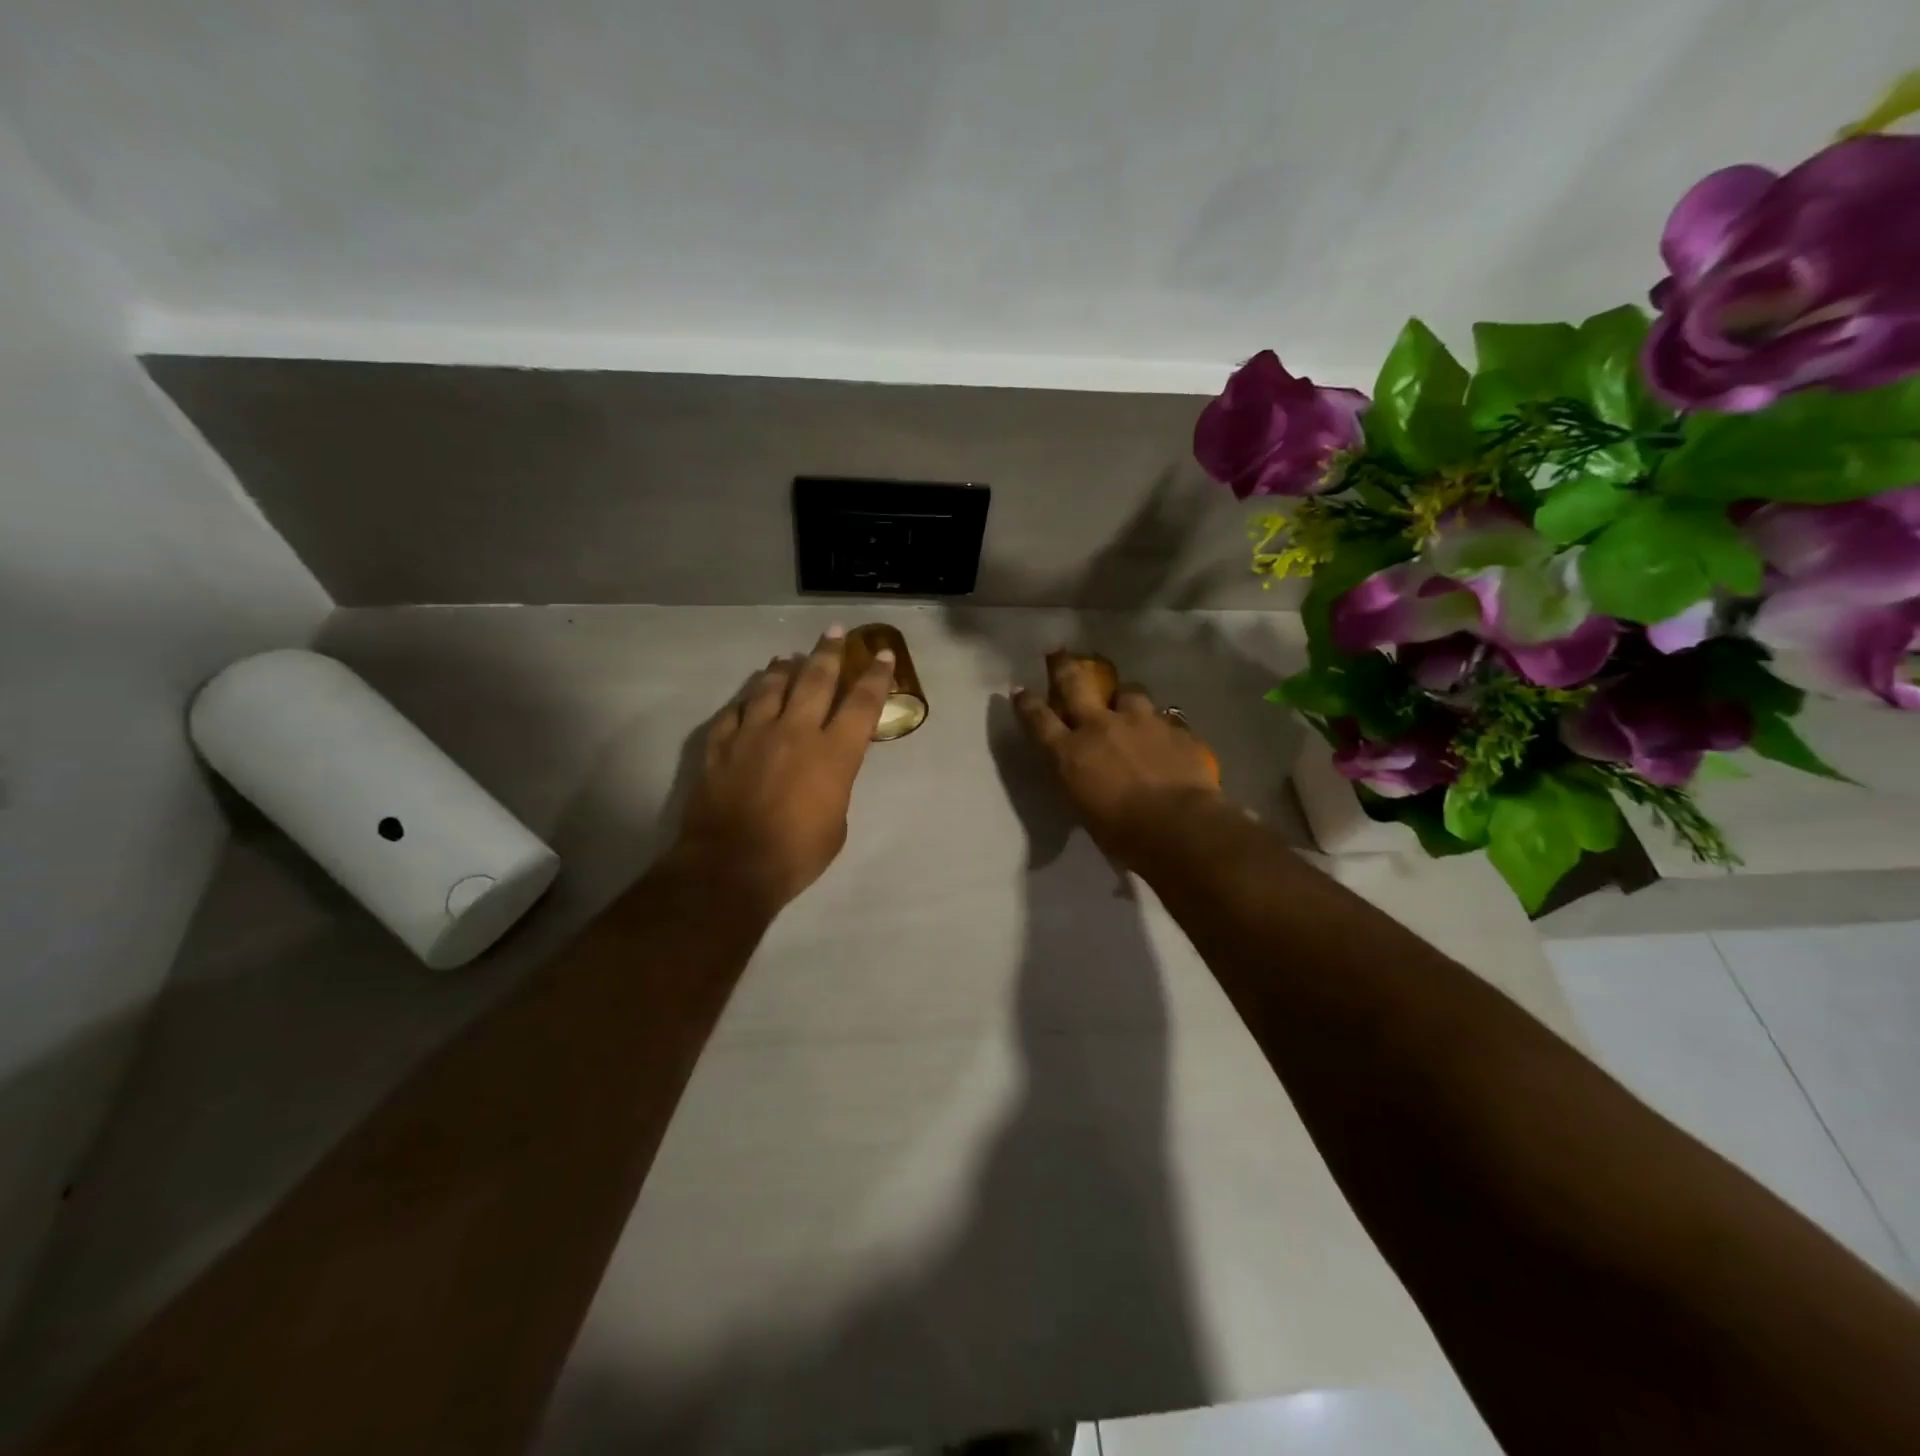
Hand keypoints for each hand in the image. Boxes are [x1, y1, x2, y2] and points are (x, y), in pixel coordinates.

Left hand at [674, 628, 893, 915]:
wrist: (731, 867)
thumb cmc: (796, 854)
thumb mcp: (837, 823)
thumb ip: (836, 785)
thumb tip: (825, 771)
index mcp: (833, 753)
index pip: (862, 704)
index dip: (875, 677)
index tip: (881, 655)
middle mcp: (795, 731)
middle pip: (815, 680)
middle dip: (829, 653)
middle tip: (834, 633)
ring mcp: (753, 734)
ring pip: (771, 687)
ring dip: (784, 669)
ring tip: (789, 657)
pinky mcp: (720, 746)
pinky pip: (734, 712)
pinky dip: (746, 700)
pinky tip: (750, 696)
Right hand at [1012, 654, 1222, 865]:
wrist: (1179, 825)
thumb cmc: (1123, 833)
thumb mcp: (1085, 811)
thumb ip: (1080, 783)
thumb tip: (1083, 777)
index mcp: (1069, 753)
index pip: (1038, 720)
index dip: (1026, 703)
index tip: (1019, 689)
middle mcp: (1099, 726)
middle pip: (1074, 685)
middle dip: (1062, 666)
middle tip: (1057, 651)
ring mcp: (1138, 721)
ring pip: (1127, 691)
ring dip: (1124, 695)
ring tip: (1127, 699)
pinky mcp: (1172, 727)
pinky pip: (1163, 717)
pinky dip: (1158, 723)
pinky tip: (1164, 733)